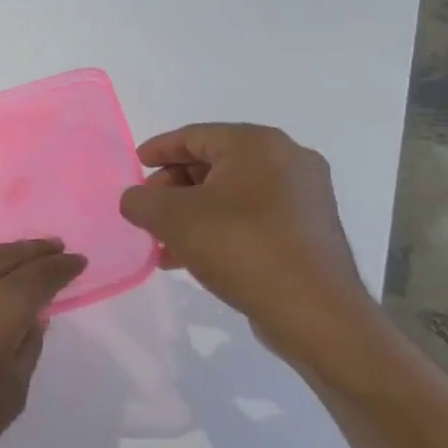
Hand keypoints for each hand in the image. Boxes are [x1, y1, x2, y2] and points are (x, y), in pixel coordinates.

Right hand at [118, 124, 373, 359]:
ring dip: (191, 213)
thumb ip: (139, 200)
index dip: (157, 150)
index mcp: (257, 144)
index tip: (133, 166)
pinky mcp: (308, 229)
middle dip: (172, 187)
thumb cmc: (239, 247)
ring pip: (230, 194)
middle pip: (212, 163)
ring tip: (162, 242)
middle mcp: (287, 160)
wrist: (314, 312)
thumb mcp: (171, 218)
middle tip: (147, 210)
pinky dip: (218, 228)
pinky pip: (251, 217)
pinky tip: (191, 257)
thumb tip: (137, 200)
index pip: (193, 136)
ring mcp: (304, 196)